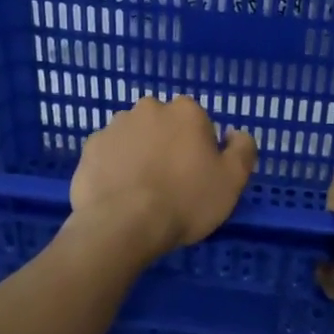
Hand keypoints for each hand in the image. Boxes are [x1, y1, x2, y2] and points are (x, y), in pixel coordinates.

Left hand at [70, 96, 256, 259]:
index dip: (201, 150)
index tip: (198, 176)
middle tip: (171, 184)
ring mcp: (116, 125)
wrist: (122, 224)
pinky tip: (119, 193)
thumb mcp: (232, 180)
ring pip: (136, 137)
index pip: (199, 123)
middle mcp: (149, 108)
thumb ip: (243, 149)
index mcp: (186, 111)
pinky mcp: (91, 147)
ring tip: (142, 192)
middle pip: (165, 126)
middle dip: (168, 146)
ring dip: (140, 154)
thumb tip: (234, 133)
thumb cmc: (185, 201)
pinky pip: (110, 154)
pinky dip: (115, 167)